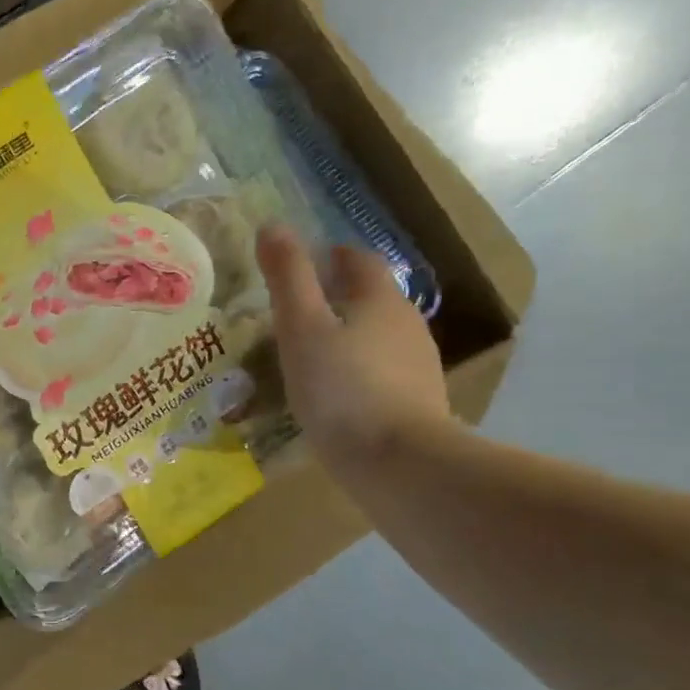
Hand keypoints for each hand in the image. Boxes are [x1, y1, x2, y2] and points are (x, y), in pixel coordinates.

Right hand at [257, 226, 453, 468]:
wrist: (398, 463)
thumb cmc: (341, 388)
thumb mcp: (301, 329)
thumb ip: (288, 277)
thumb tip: (273, 226)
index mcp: (379, 299)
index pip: (357, 259)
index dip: (328, 255)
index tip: (297, 267)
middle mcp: (406, 323)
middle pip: (369, 297)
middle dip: (334, 298)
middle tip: (290, 314)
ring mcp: (417, 365)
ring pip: (376, 336)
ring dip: (345, 336)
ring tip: (306, 356)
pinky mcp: (416, 402)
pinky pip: (380, 372)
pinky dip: (356, 371)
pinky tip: (333, 395)